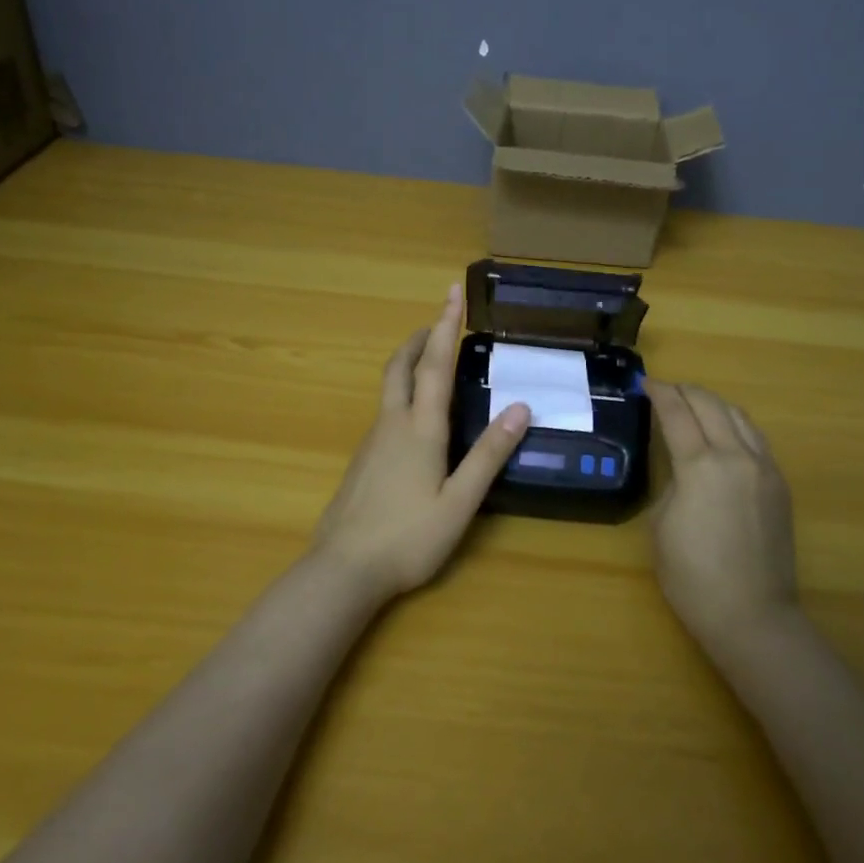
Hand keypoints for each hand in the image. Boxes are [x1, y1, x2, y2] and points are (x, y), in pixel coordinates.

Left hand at [312, 285, 531, 601]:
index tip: (452, 292)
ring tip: (433, 358)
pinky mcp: (363, 459)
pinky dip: (404, 391)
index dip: (446, 325)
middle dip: (421, 336)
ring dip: (411, 361)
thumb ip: (489, 454)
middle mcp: (392, 423)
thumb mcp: (460, 502)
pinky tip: (416, 415)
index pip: (436, 363)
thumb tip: (520, 407)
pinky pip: (386, 409)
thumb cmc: (408, 537)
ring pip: (390, 386)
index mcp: (420, 428)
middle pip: (402, 365)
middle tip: (440, 320)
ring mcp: (373, 441)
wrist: (342, 570)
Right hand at [646, 380, 798, 652]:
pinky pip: (756, 438)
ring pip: (739, 416)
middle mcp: (736, 456)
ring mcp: (764, 468)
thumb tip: (683, 468)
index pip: (677, 413)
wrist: (752, 615)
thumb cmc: (693, 577)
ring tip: (695, 404)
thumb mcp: (661, 525)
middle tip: (667, 390)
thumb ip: (672, 483)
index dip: (660, 393)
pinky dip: (735, 424)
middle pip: (710, 405)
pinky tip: (724, 432)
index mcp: (701, 466)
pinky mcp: (779, 484)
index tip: (646, 384)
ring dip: (713, 403)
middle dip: (686, 391)